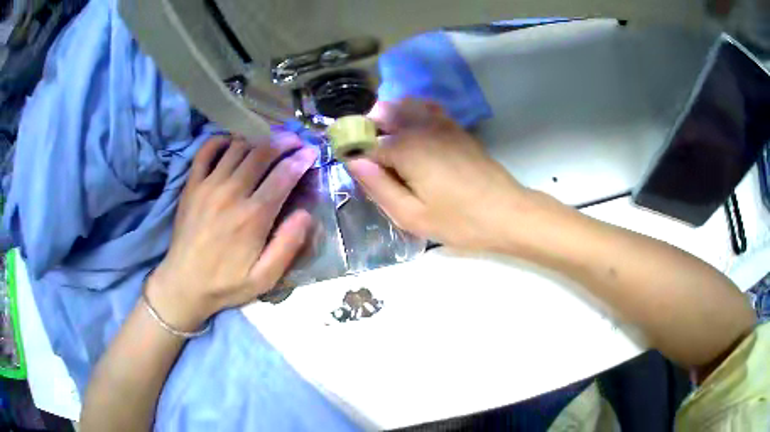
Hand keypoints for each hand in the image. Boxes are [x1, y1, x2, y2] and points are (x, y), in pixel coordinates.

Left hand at [146, 134, 317, 330]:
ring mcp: (208, 185)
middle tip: (295, 140)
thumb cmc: (226, 284)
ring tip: (268, 142)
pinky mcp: (191, 185)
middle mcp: (231, 193)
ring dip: (257, 139)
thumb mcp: (264, 278)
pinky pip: (206, 150)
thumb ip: (287, 246)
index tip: (311, 152)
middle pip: (262, 152)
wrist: (183, 284)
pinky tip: (232, 143)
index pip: (283, 175)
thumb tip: (306, 214)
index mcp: (253, 216)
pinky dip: (221, 140)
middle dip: (284, 141)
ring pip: (238, 147)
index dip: (301, 159)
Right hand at [347, 99, 533, 251]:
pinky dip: (413, 112)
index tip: (356, 171)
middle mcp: (420, 127)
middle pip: (382, 115)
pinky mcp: (456, 128)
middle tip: (374, 163)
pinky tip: (414, 130)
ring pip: (403, 106)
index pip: (365, 143)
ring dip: (389, 119)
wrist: (508, 213)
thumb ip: (379, 187)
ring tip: (390, 146)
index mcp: (405, 149)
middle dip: (369, 131)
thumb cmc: (459, 221)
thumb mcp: (412, 216)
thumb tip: (354, 162)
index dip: (354, 154)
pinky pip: (427, 108)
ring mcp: (441, 124)